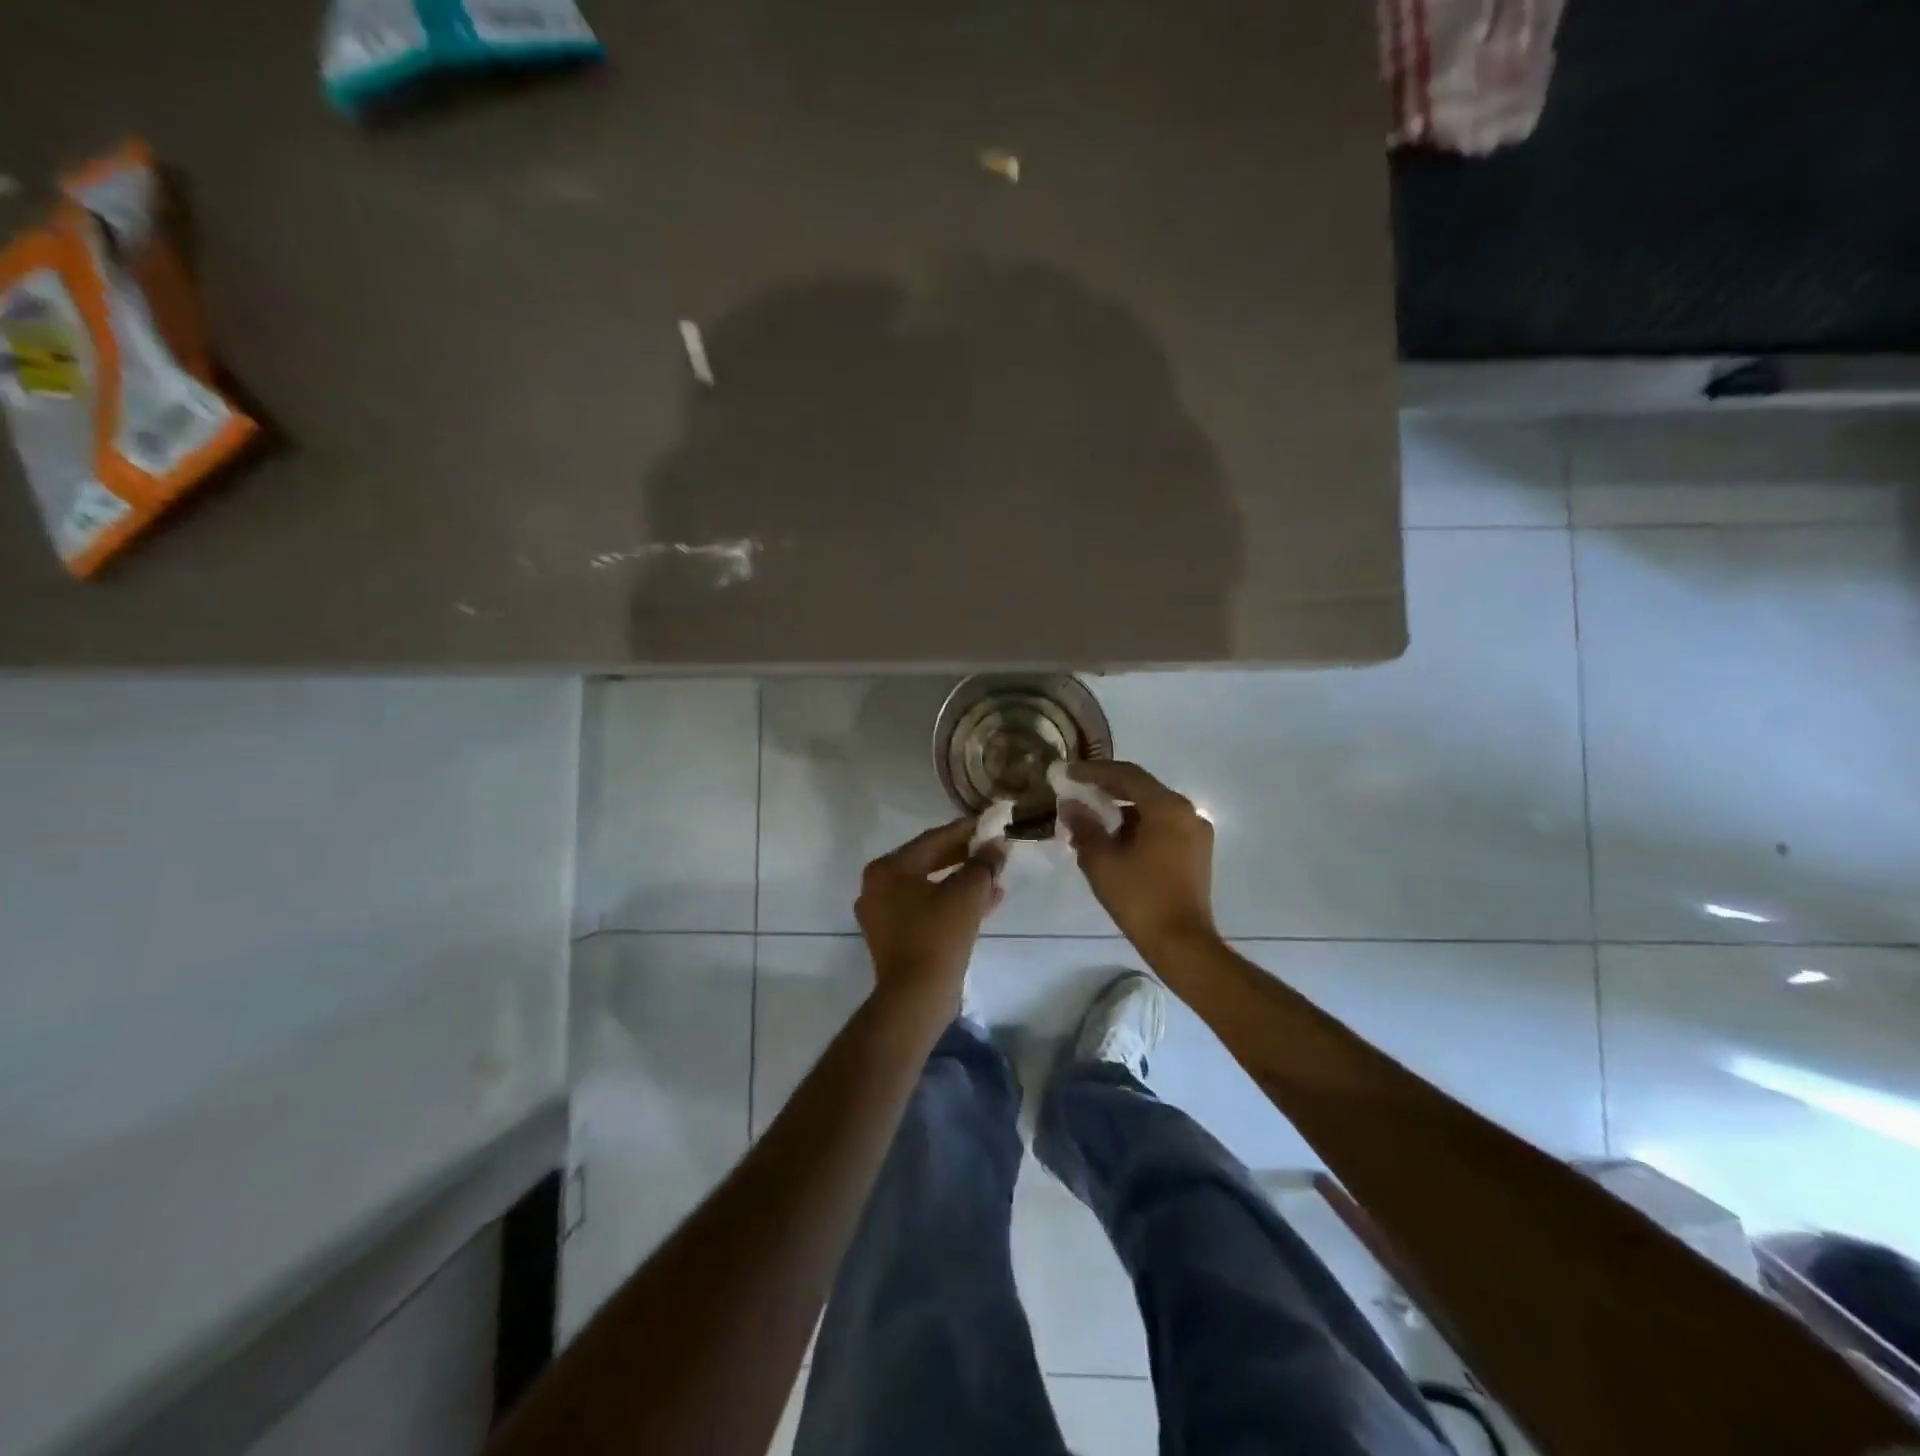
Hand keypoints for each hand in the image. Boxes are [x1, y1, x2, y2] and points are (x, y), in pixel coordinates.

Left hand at [856, 818, 1006, 1011]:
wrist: (916, 997)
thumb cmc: (938, 935)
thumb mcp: (967, 893)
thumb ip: (984, 864)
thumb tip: (998, 845)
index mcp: (888, 869)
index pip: (933, 839)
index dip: (966, 831)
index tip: (991, 824)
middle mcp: (878, 886)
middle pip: (929, 861)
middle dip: (965, 858)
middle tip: (994, 851)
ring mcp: (883, 914)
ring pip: (930, 887)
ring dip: (963, 882)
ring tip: (996, 880)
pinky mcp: (894, 937)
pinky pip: (926, 909)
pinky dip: (951, 903)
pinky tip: (984, 904)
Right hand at [1060, 761, 1218, 956]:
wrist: (1182, 944)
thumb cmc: (1140, 899)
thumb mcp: (1102, 861)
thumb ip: (1085, 826)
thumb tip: (1071, 805)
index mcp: (1167, 808)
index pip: (1127, 775)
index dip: (1094, 771)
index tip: (1068, 772)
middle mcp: (1187, 812)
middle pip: (1141, 789)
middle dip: (1106, 791)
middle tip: (1076, 793)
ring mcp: (1196, 833)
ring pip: (1152, 810)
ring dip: (1120, 812)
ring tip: (1088, 825)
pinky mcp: (1196, 853)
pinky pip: (1162, 828)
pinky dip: (1136, 829)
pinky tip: (1112, 844)